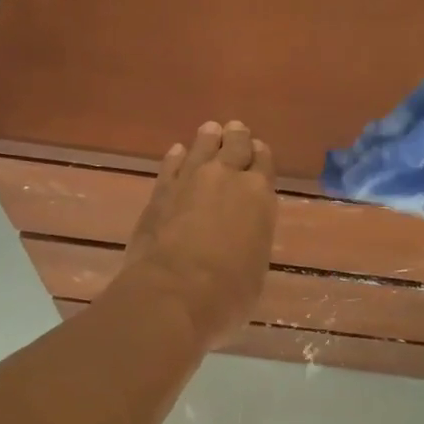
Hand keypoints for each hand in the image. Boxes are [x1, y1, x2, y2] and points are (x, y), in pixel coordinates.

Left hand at [121, 120, 276, 345]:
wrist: (173, 293)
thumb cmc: (227, 294)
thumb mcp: (255, 269)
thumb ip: (251, 241)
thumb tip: (241, 238)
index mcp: (259, 197)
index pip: (263, 163)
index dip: (260, 156)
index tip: (258, 150)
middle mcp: (227, 178)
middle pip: (235, 145)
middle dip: (237, 137)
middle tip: (236, 129)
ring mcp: (190, 179)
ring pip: (203, 146)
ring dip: (209, 138)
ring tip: (211, 130)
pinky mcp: (160, 191)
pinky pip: (171, 164)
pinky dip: (177, 156)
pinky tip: (177, 152)